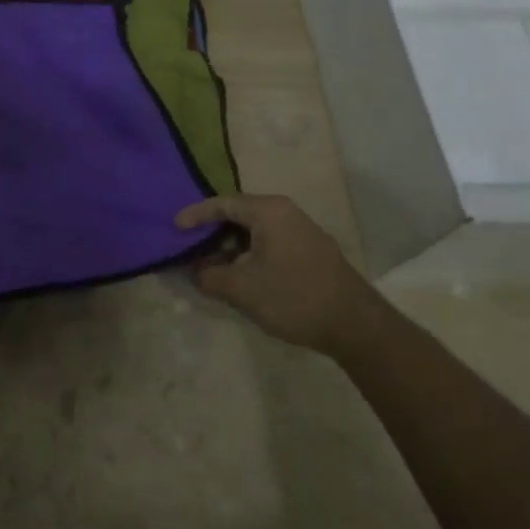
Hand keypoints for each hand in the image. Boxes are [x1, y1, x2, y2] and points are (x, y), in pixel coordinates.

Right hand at [175, 194, 385, 361]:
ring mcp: (302, 230)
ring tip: (211, 266)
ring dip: (231, 246)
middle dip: (212, 232)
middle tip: (190, 247)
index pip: (222, 204)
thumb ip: (210, 277)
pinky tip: (241, 275)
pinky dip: (250, 253)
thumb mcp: (242, 289)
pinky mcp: (311, 250)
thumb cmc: (293, 297)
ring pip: (255, 230)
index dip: (195, 215)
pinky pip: (270, 241)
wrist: (355, 325)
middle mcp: (286, 212)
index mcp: (268, 211)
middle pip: (239, 214)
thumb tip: (195, 271)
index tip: (174, 227)